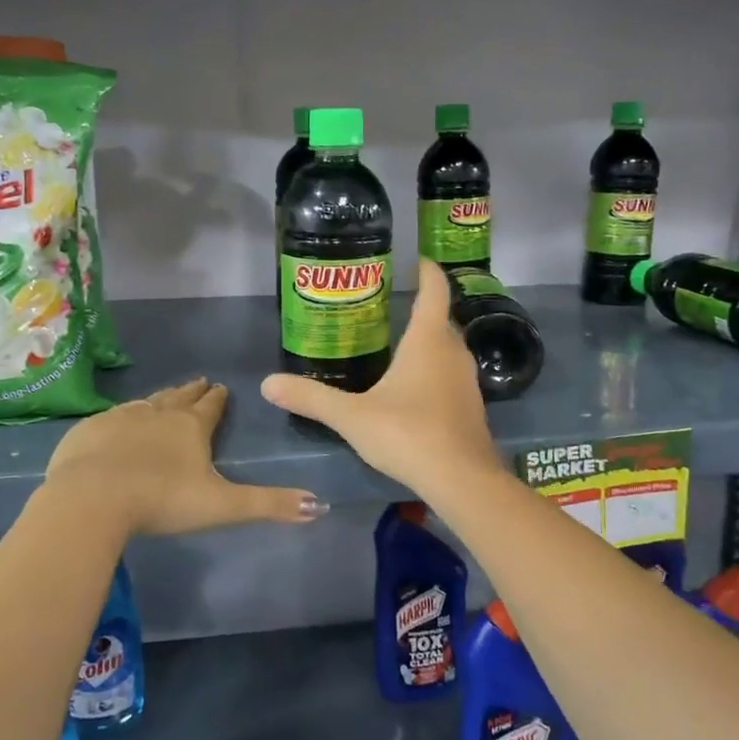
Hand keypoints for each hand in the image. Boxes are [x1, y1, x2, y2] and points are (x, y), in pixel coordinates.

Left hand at [44, 379, 325, 535]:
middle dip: (192, 392)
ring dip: (159, 400)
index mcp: (191, 427)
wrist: (92, 498)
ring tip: (165, 398)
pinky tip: (118, 422)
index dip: (218, 398)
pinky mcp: (89, 430)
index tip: (221, 387)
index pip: (211, 407)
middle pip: (179, 398)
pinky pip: (111, 418)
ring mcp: (121, 419)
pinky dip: (122, 417)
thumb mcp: (223, 506)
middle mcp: (158, 414)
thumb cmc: (163, 500)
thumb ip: (270, 505)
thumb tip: (321, 506)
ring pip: (146, 403)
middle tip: (199, 382)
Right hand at [261, 260, 502, 500]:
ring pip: (448, 347)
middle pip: (441, 317)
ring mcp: (467, 379)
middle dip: (420, 306)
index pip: (435, 289)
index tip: (414, 259)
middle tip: (389, 302)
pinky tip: (414, 386)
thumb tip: (267, 383)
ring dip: (428, 338)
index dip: (426, 270)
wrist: (462, 480)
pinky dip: (435, 367)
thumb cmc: (408, 435)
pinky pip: (451, 372)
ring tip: (398, 340)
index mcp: (428, 340)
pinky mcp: (471, 405)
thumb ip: (311, 398)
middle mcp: (453, 351)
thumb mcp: (352, 417)